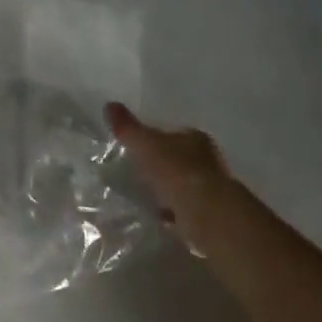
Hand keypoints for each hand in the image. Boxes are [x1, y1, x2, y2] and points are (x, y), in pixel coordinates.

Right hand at [106, 102, 239, 253]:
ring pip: (185, 184)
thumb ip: (128, 128)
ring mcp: (212, 188)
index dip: (157, 139)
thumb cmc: (175, 170)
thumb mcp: (144, 145)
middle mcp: (208, 160)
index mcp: (195, 138)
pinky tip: (159, 217)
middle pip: (181, 159)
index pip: (174, 134)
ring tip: (147, 196)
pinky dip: (174, 211)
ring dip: (170, 189)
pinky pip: (186, 208)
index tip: (140, 148)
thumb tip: (109, 104)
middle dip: (164, 165)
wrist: (205, 213)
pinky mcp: (210, 213)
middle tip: (140, 172)